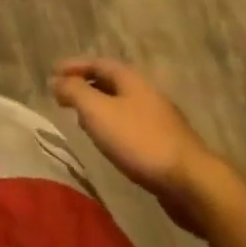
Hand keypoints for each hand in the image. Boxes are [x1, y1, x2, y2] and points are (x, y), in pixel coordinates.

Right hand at [52, 58, 220, 232]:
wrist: (192, 183)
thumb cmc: (139, 140)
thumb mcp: (97, 111)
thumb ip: (74, 92)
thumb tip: (57, 81)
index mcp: (131, 79)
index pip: (97, 63)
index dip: (74, 66)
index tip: (52, 73)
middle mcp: (146, 93)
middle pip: (111, 82)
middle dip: (86, 86)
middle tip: (65, 96)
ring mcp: (160, 120)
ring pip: (122, 105)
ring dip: (99, 108)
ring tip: (81, 119)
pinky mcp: (166, 145)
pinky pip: (131, 126)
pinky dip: (113, 127)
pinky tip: (108, 143)